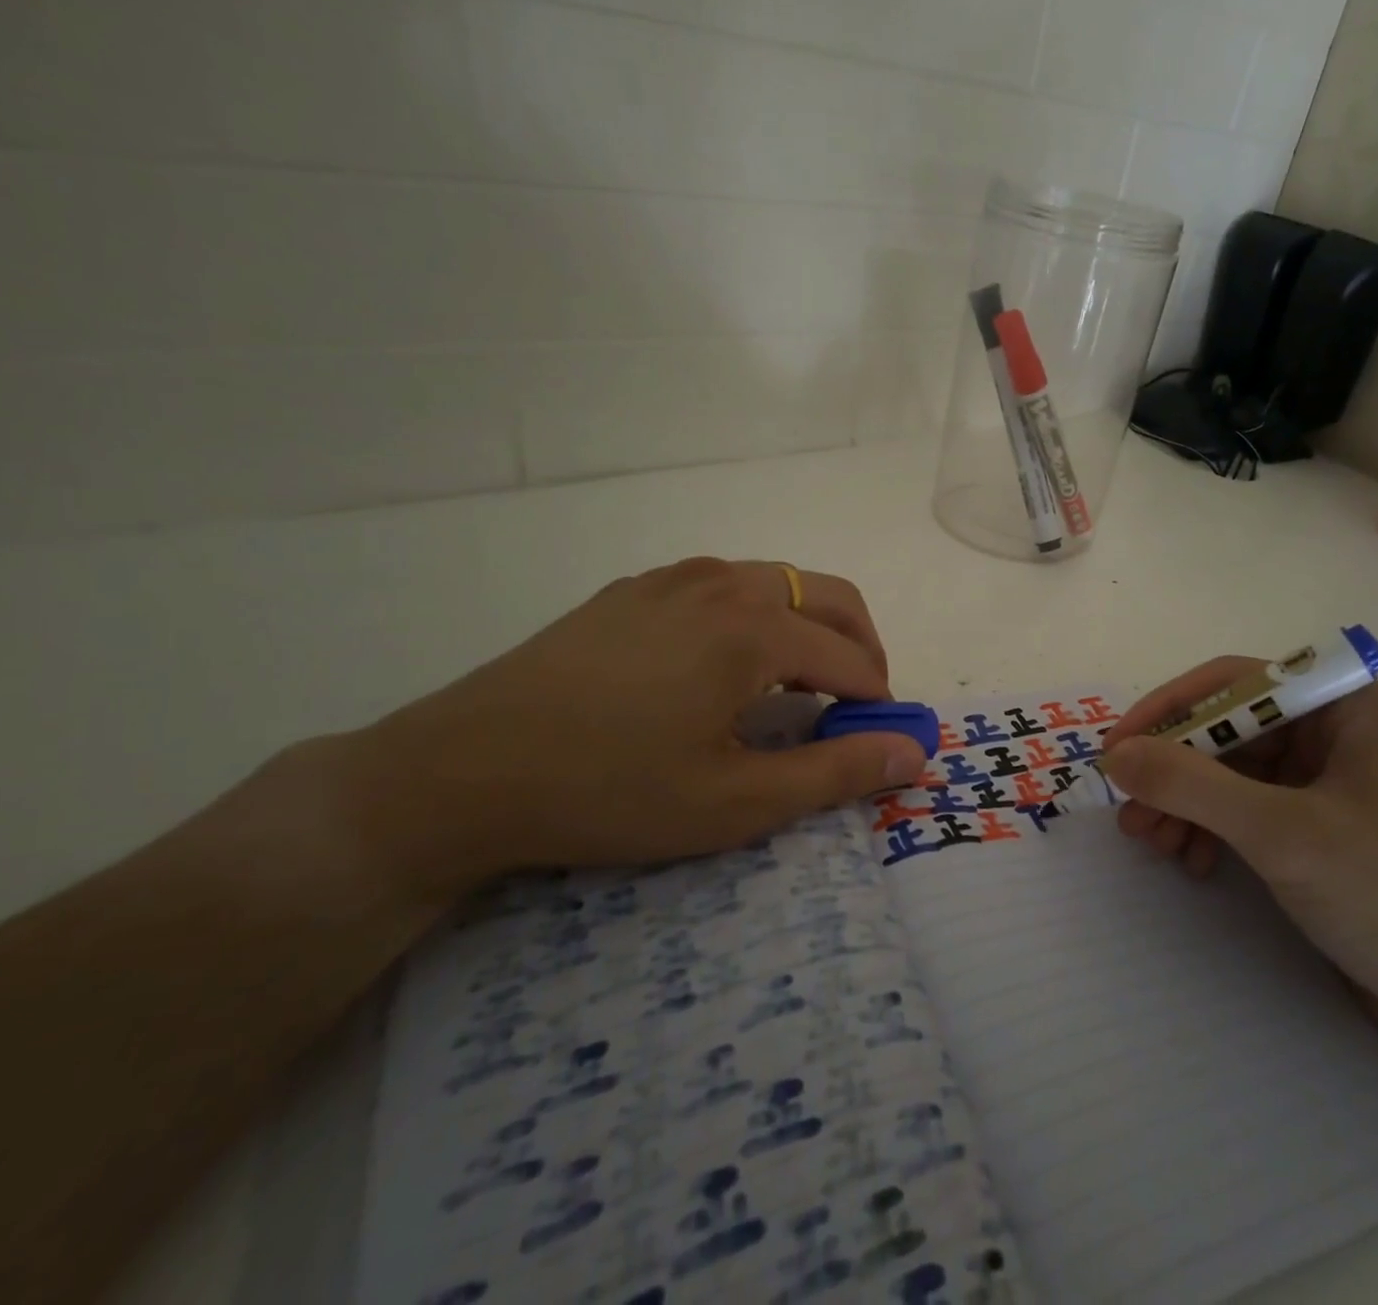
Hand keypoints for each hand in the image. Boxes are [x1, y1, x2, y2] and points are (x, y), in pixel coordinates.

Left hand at [328, 558, 927, 898]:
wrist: (463, 770)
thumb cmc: (612, 791)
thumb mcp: (736, 800)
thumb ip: (837, 773)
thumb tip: (915, 753)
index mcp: (755, 627)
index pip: (850, 658)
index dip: (878, 701)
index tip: (882, 740)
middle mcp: (724, 582)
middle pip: (829, 597)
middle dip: (861, 647)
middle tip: (857, 705)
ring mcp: (674, 577)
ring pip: (778, 583)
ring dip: (810, 627)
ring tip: (798, 685)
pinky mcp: (634, 589)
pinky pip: (724, 586)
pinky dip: (757, 616)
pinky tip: (726, 666)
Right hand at [1100, 663, 1377, 1031]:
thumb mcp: (1280, 834)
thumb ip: (1191, 785)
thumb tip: (1115, 755)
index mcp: (1345, 705)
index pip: (1234, 683)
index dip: (1168, 710)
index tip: (1117, 749)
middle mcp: (1334, 729)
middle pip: (1226, 729)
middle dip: (1173, 771)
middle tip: (1130, 812)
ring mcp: (1326, 777)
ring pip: (1229, 770)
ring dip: (1184, 803)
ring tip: (1152, 843)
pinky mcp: (1317, 822)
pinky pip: (1245, 806)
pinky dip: (1210, 828)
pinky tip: (1192, 860)